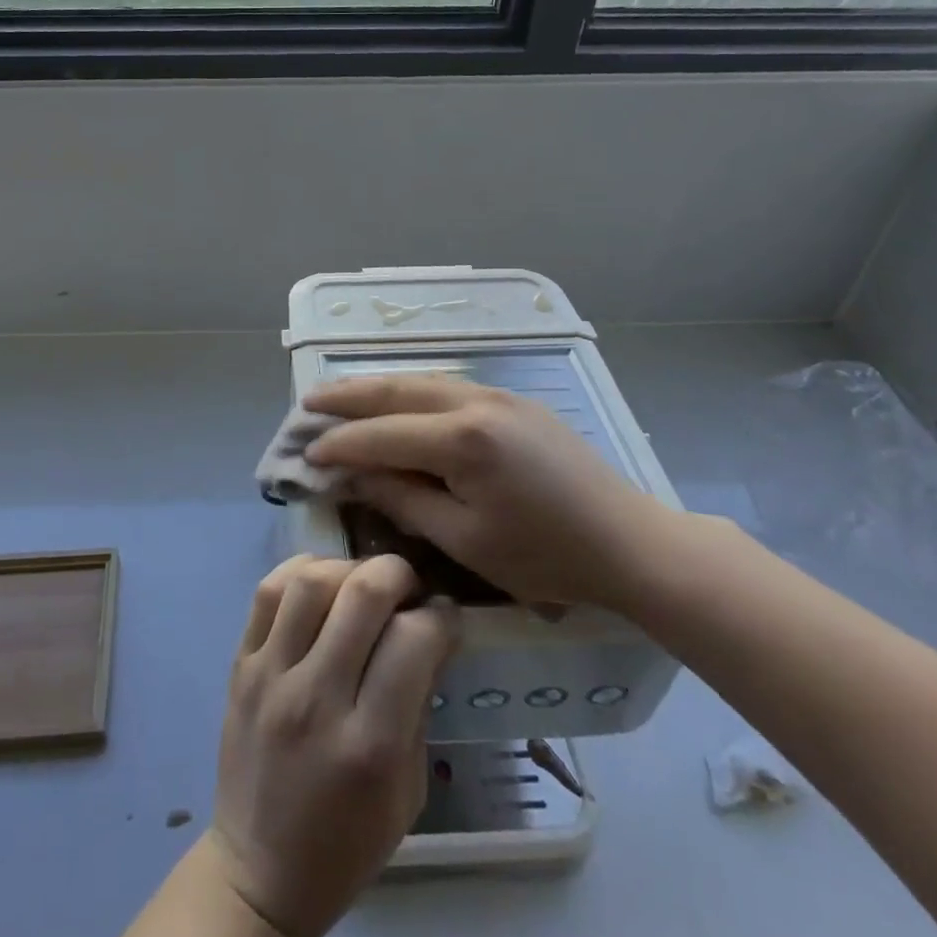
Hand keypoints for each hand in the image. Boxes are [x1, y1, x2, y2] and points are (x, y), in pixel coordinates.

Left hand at [208, 555, 456, 936]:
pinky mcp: (240, 663)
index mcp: (369, 745)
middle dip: (399, 574)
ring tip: (362, 585)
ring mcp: (271, 675)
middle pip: (363, 594)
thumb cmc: (347, 840)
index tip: (446, 616)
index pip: (414, 640)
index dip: (442, 615)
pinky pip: (268, 590)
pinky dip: (301, 570)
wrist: (260, 869)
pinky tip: (322, 583)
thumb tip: (432, 633)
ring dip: (349, 568)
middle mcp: (317, 699)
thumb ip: (419, 707)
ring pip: (312, 579)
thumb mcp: (407, 792)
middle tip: (409, 589)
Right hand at [303, 375, 684, 611]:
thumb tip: (357, 474)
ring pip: (422, 380)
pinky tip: (397, 399)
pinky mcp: (514, 401)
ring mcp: (498, 395)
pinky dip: (411, 390)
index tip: (306, 453)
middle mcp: (475, 402)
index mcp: (462, 440)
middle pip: (396, 390)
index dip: (341, 444)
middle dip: (348, 397)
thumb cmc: (546, 556)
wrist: (630, 542)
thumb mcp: (466, 540)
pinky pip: (448, 385)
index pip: (382, 434)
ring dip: (377, 386)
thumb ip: (405, 500)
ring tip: (341, 393)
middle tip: (308, 401)